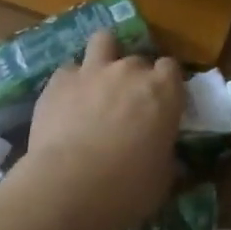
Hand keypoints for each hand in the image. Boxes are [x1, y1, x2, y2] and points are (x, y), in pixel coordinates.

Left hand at [24, 30, 183, 229]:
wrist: (68, 189)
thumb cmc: (127, 189)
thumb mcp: (162, 178)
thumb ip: (165, 155)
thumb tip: (165, 156)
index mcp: (163, 91)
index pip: (171, 68)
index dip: (165, 84)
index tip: (161, 103)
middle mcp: (131, 70)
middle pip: (138, 59)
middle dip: (134, 77)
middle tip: (127, 104)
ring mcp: (93, 70)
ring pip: (103, 40)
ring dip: (104, 55)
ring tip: (98, 79)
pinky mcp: (59, 81)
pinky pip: (68, 70)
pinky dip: (70, 82)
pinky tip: (66, 103)